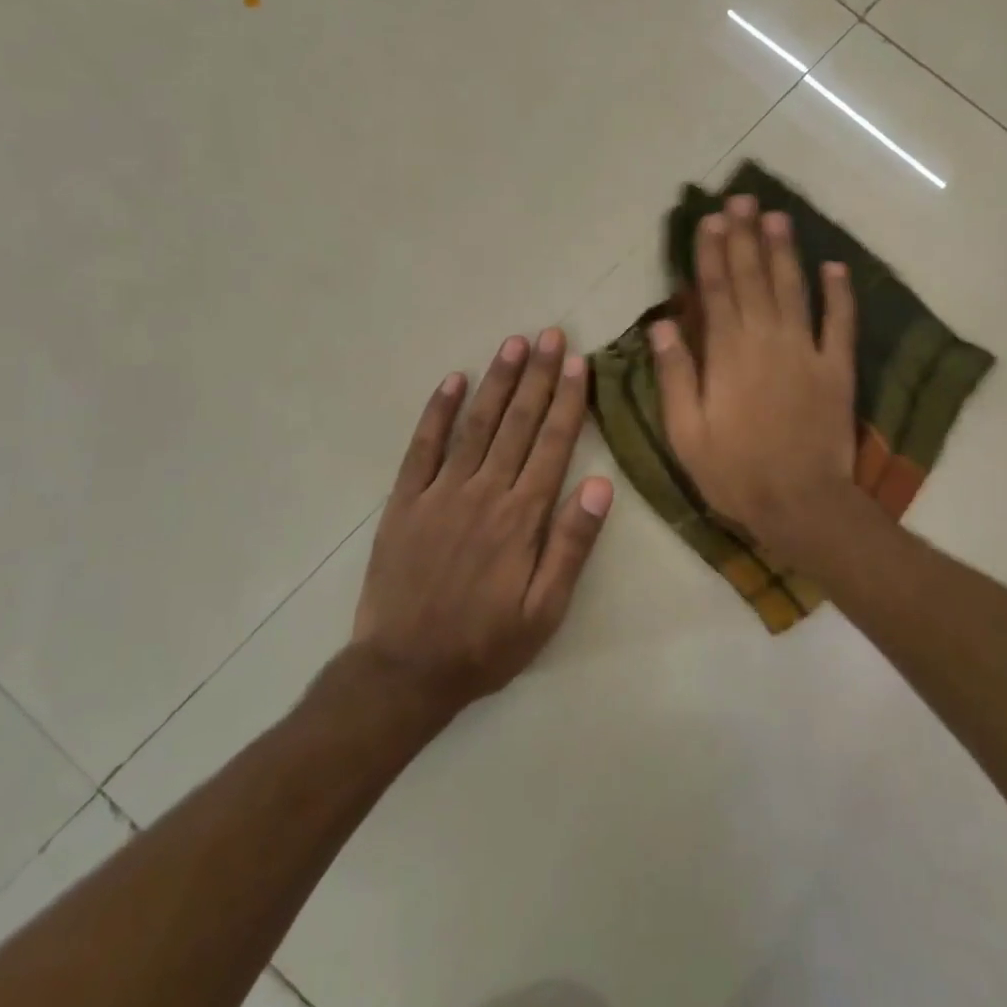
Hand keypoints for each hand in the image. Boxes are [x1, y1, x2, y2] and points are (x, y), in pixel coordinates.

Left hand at [350, 328, 612, 716]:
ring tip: (512, 344)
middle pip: (518, 423)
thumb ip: (572, 545)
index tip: (577, 362)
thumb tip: (600, 485)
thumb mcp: (545, 610)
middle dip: (537, 376)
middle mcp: (484, 492)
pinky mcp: (406, 501)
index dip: (567, 400)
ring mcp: (441, 493)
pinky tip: (453, 381)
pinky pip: (423, 447)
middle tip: (550, 335)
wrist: (405, 671)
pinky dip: (438, 412)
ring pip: (476, 425)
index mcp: (522, 517)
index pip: (552, 444)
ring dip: (496, 382)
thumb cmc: (486, 644)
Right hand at [651, 194, 858, 564]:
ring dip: (785, 251)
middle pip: (753, 278)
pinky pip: (841, 323)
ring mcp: (807, 351)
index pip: (715, 291)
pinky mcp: (838, 369)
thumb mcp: (686, 432)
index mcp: (727, 354)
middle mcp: (767, 340)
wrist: (801, 504)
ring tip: (778, 216)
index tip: (709, 220)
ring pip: (794, 289)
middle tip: (742, 199)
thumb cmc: (735, 472)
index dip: (710, 252)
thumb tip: (663, 324)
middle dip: (745, 237)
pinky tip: (836, 267)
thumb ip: (676, 375)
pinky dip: (840, 294)